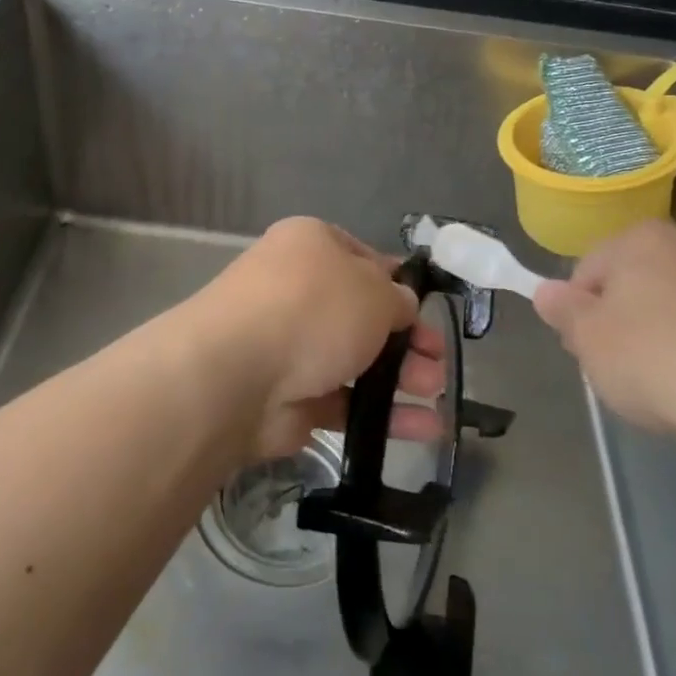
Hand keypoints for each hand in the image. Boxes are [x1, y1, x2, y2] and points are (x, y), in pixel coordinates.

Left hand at [190, 218, 448, 462]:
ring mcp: (289, 345)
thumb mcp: (374, 290)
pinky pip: (344, 401)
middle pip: (363, 315)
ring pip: (355, 360)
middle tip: (437, 361)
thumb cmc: (314, 309)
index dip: (398, 286)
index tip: (426, 312)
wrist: (238, 372)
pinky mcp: (288, 396)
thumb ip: (397, 299)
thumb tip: (400, 307)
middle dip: (406, 339)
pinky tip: (423, 429)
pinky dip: (381, 414)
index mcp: (311, 246)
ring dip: (400, 379)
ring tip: (434, 397)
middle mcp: (296, 290)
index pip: (363, 259)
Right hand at [533, 219, 675, 437]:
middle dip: (628, 318)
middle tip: (624, 368)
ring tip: (674, 382)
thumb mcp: (588, 340)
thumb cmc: (654, 358)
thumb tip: (546, 292)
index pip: (590, 269)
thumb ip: (563, 312)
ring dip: (673, 331)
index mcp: (641, 239)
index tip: (587, 350)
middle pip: (641, 281)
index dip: (581, 312)